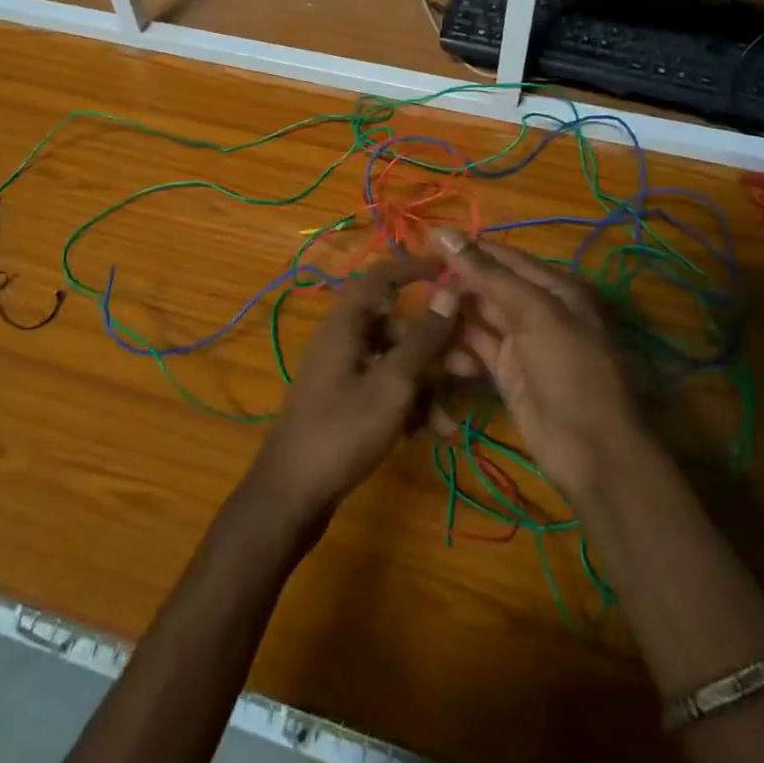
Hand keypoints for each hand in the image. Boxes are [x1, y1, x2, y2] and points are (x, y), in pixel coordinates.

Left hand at [246, 256, 458, 532]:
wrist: (291, 495)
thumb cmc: (342, 430)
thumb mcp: (393, 384)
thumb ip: (424, 338)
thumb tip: (450, 290)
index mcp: (347, 322)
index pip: (382, 276)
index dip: (415, 268)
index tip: (451, 272)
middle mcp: (344, 339)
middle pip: (397, 325)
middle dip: (436, 346)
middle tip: (472, 367)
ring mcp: (344, 372)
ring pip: (396, 362)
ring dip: (427, 385)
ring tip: (452, 421)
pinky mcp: (346, 402)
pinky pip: (385, 388)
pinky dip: (409, 405)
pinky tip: (433, 435)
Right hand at [435, 232, 641, 499]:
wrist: (592, 453)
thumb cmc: (570, 370)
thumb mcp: (534, 314)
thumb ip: (489, 275)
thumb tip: (446, 234)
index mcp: (552, 287)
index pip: (501, 256)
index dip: (465, 249)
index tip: (423, 242)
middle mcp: (536, 309)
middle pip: (486, 286)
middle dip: (454, 286)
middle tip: (415, 288)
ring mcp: (520, 342)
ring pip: (477, 318)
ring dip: (451, 318)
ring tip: (422, 322)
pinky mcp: (506, 372)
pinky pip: (475, 349)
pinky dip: (457, 351)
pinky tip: (439, 357)